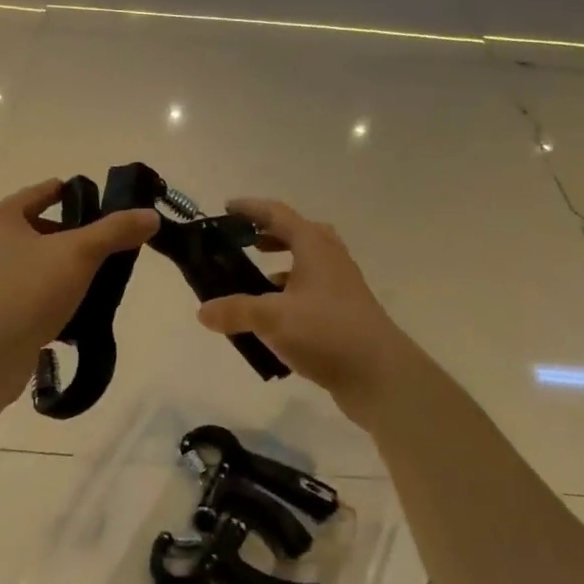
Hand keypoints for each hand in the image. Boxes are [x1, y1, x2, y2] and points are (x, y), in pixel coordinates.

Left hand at [0, 180, 158, 363]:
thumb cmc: (27, 291)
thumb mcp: (79, 253)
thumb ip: (115, 231)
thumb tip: (151, 216)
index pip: (45, 191)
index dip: (78, 195)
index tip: (109, 206)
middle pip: (43, 229)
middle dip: (77, 238)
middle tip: (111, 247)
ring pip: (40, 264)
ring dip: (68, 270)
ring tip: (103, 280)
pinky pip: (33, 295)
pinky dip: (56, 298)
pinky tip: (83, 310)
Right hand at [198, 199, 410, 406]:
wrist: (381, 375)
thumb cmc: (326, 332)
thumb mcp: (272, 319)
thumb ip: (235, 311)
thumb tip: (203, 311)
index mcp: (314, 247)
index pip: (278, 215)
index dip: (252, 209)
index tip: (227, 207)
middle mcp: (331, 260)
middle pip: (300, 234)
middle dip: (271, 234)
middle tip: (246, 242)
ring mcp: (342, 287)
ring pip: (308, 264)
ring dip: (282, 267)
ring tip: (256, 283)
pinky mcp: (346, 313)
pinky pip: (313, 291)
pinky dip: (292, 295)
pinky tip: (276, 318)